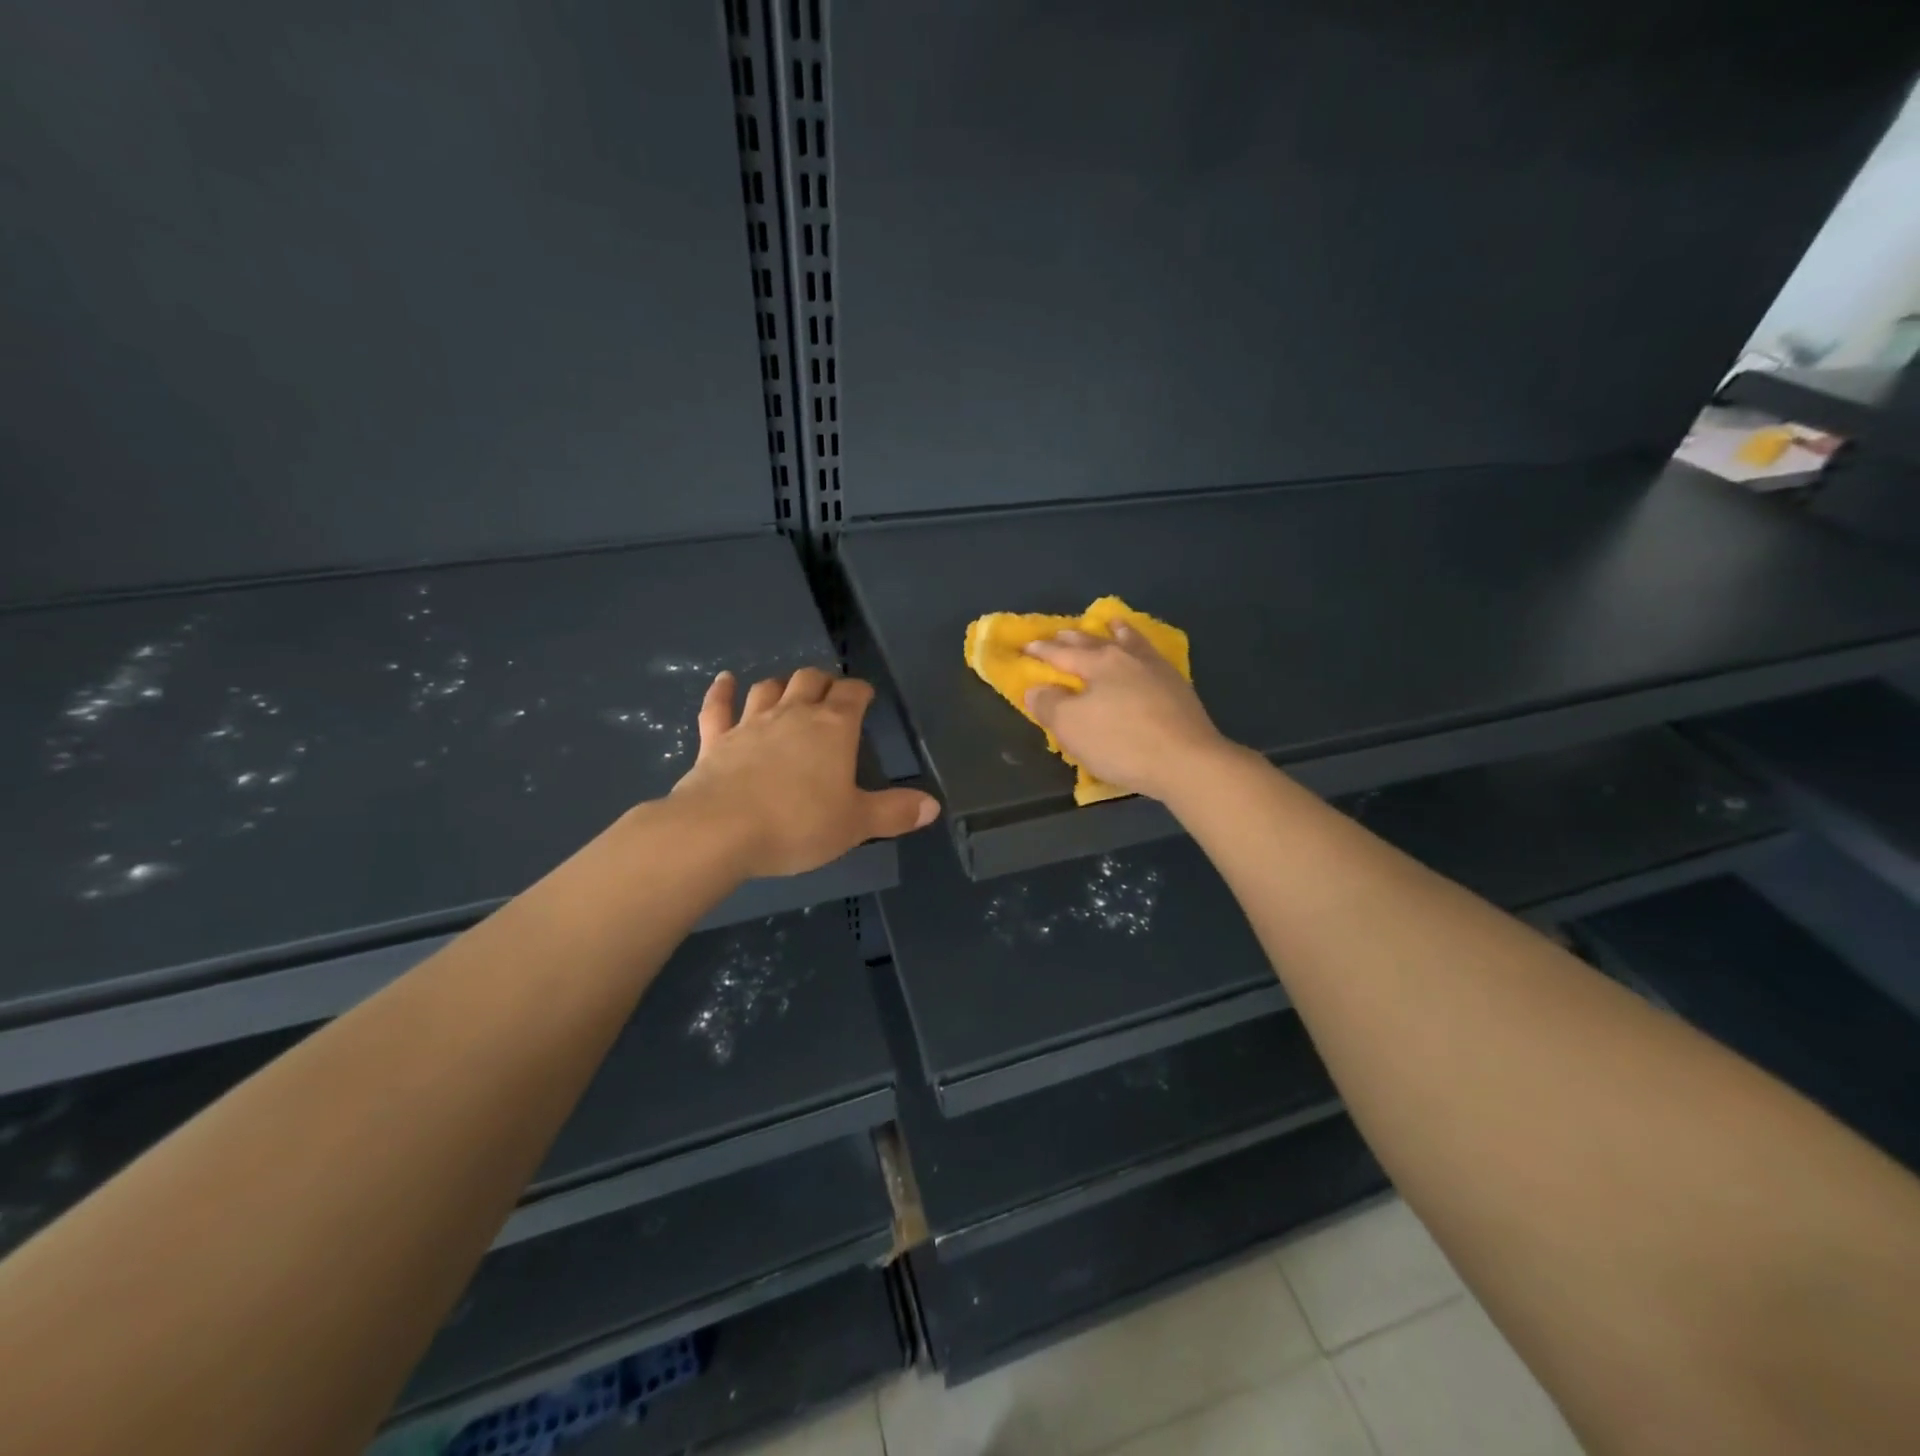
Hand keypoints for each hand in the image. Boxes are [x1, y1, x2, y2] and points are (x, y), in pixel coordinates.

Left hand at [670, 667, 939, 877]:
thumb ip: (895, 812)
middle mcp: (793, 715)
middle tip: (830, 692)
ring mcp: (750, 724)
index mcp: (833, 728)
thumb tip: (933, 805)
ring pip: (769, 689)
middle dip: (823, 681)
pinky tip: (724, 680)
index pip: (853, 694)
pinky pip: (718, 707)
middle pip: (810, 681)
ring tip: (788, 690)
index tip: (866, 697)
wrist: (719, 830)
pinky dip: (722, 692)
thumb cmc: (797, 824)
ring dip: (781, 685)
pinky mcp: (715, 740)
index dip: (861, 691)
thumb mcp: (856, 824)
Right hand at [1024, 625, 1234, 802]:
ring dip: (1116, 632)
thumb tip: (1036, 689)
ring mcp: (1157, 669)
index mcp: (1098, 662)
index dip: (1041, 651)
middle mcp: (1127, 657)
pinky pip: (1152, 657)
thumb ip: (1048, 704)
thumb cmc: (1121, 742)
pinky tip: (1145, 655)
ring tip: (1112, 624)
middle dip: (1074, 638)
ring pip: (1130, 642)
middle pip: (1095, 642)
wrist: (1186, 761)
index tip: (1025, 646)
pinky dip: (1141, 648)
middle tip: (1061, 632)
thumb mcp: (1071, 726)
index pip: (1061, 653)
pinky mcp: (1178, 687)